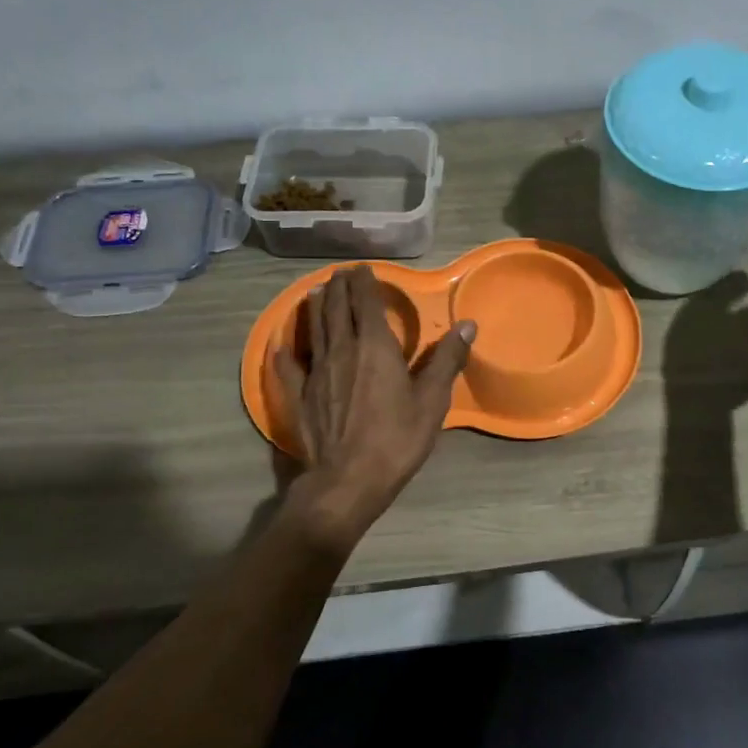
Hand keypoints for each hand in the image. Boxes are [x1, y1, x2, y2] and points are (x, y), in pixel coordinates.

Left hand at [272, 265, 475, 550]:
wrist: (348, 480)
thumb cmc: (396, 439)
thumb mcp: (432, 400)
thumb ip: (447, 359)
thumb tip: (467, 324)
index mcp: (375, 346)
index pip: (366, 303)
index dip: (364, 283)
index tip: (362, 267)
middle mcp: (342, 350)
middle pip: (337, 310)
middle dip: (339, 288)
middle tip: (340, 273)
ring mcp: (316, 372)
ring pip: (314, 330)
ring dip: (317, 307)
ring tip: (317, 292)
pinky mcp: (299, 396)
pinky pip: (288, 367)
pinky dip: (285, 351)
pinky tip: (280, 344)